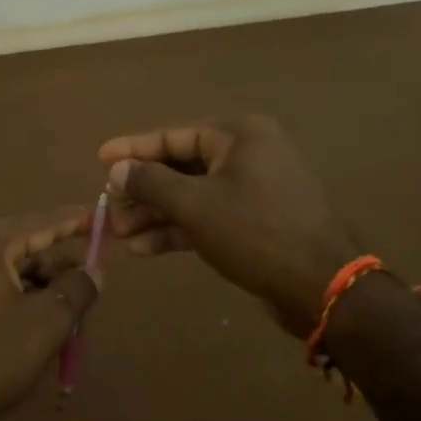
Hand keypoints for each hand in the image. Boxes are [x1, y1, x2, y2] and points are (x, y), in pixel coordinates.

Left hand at [0, 211, 99, 420]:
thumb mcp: (46, 324)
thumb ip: (77, 289)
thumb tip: (94, 270)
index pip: (41, 222)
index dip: (76, 220)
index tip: (103, 217)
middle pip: (22, 244)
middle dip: (57, 265)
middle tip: (89, 284)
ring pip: (6, 266)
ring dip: (38, 284)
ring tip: (66, 313)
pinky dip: (14, 294)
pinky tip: (34, 321)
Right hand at [99, 115, 358, 335]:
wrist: (320, 285)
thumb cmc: (255, 232)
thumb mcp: (195, 205)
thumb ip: (151, 183)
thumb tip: (117, 169)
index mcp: (240, 134)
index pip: (174, 135)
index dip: (133, 149)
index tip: (100, 158)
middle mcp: (248, 154)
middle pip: (181, 166)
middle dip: (142, 191)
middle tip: (108, 209)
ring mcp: (254, 189)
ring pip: (192, 195)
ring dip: (156, 214)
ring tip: (119, 234)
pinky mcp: (255, 221)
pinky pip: (209, 216)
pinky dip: (179, 230)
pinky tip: (145, 248)